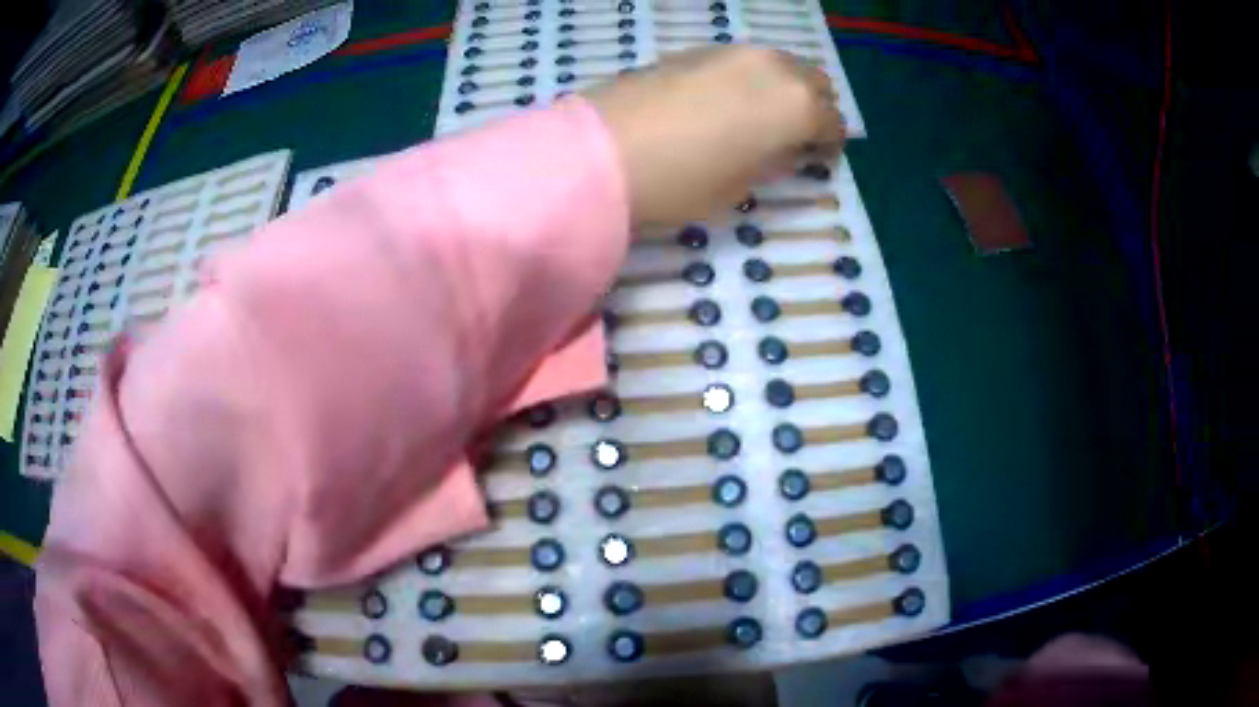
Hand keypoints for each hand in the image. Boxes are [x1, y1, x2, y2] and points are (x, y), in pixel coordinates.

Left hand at [584, 45, 845, 226]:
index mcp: (796, 105)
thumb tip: (786, 148)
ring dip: (783, 87)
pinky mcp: (697, 50)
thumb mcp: (742, 185)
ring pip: (779, 63)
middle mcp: (773, 67)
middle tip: (797, 134)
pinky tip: (727, 100)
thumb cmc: (683, 181)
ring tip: (761, 116)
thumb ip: (775, 160)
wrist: (604, 151)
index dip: (830, 144)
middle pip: (815, 81)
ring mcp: (733, 52)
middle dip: (815, 106)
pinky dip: (750, 78)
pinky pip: (743, 61)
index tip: (820, 159)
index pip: (833, 121)